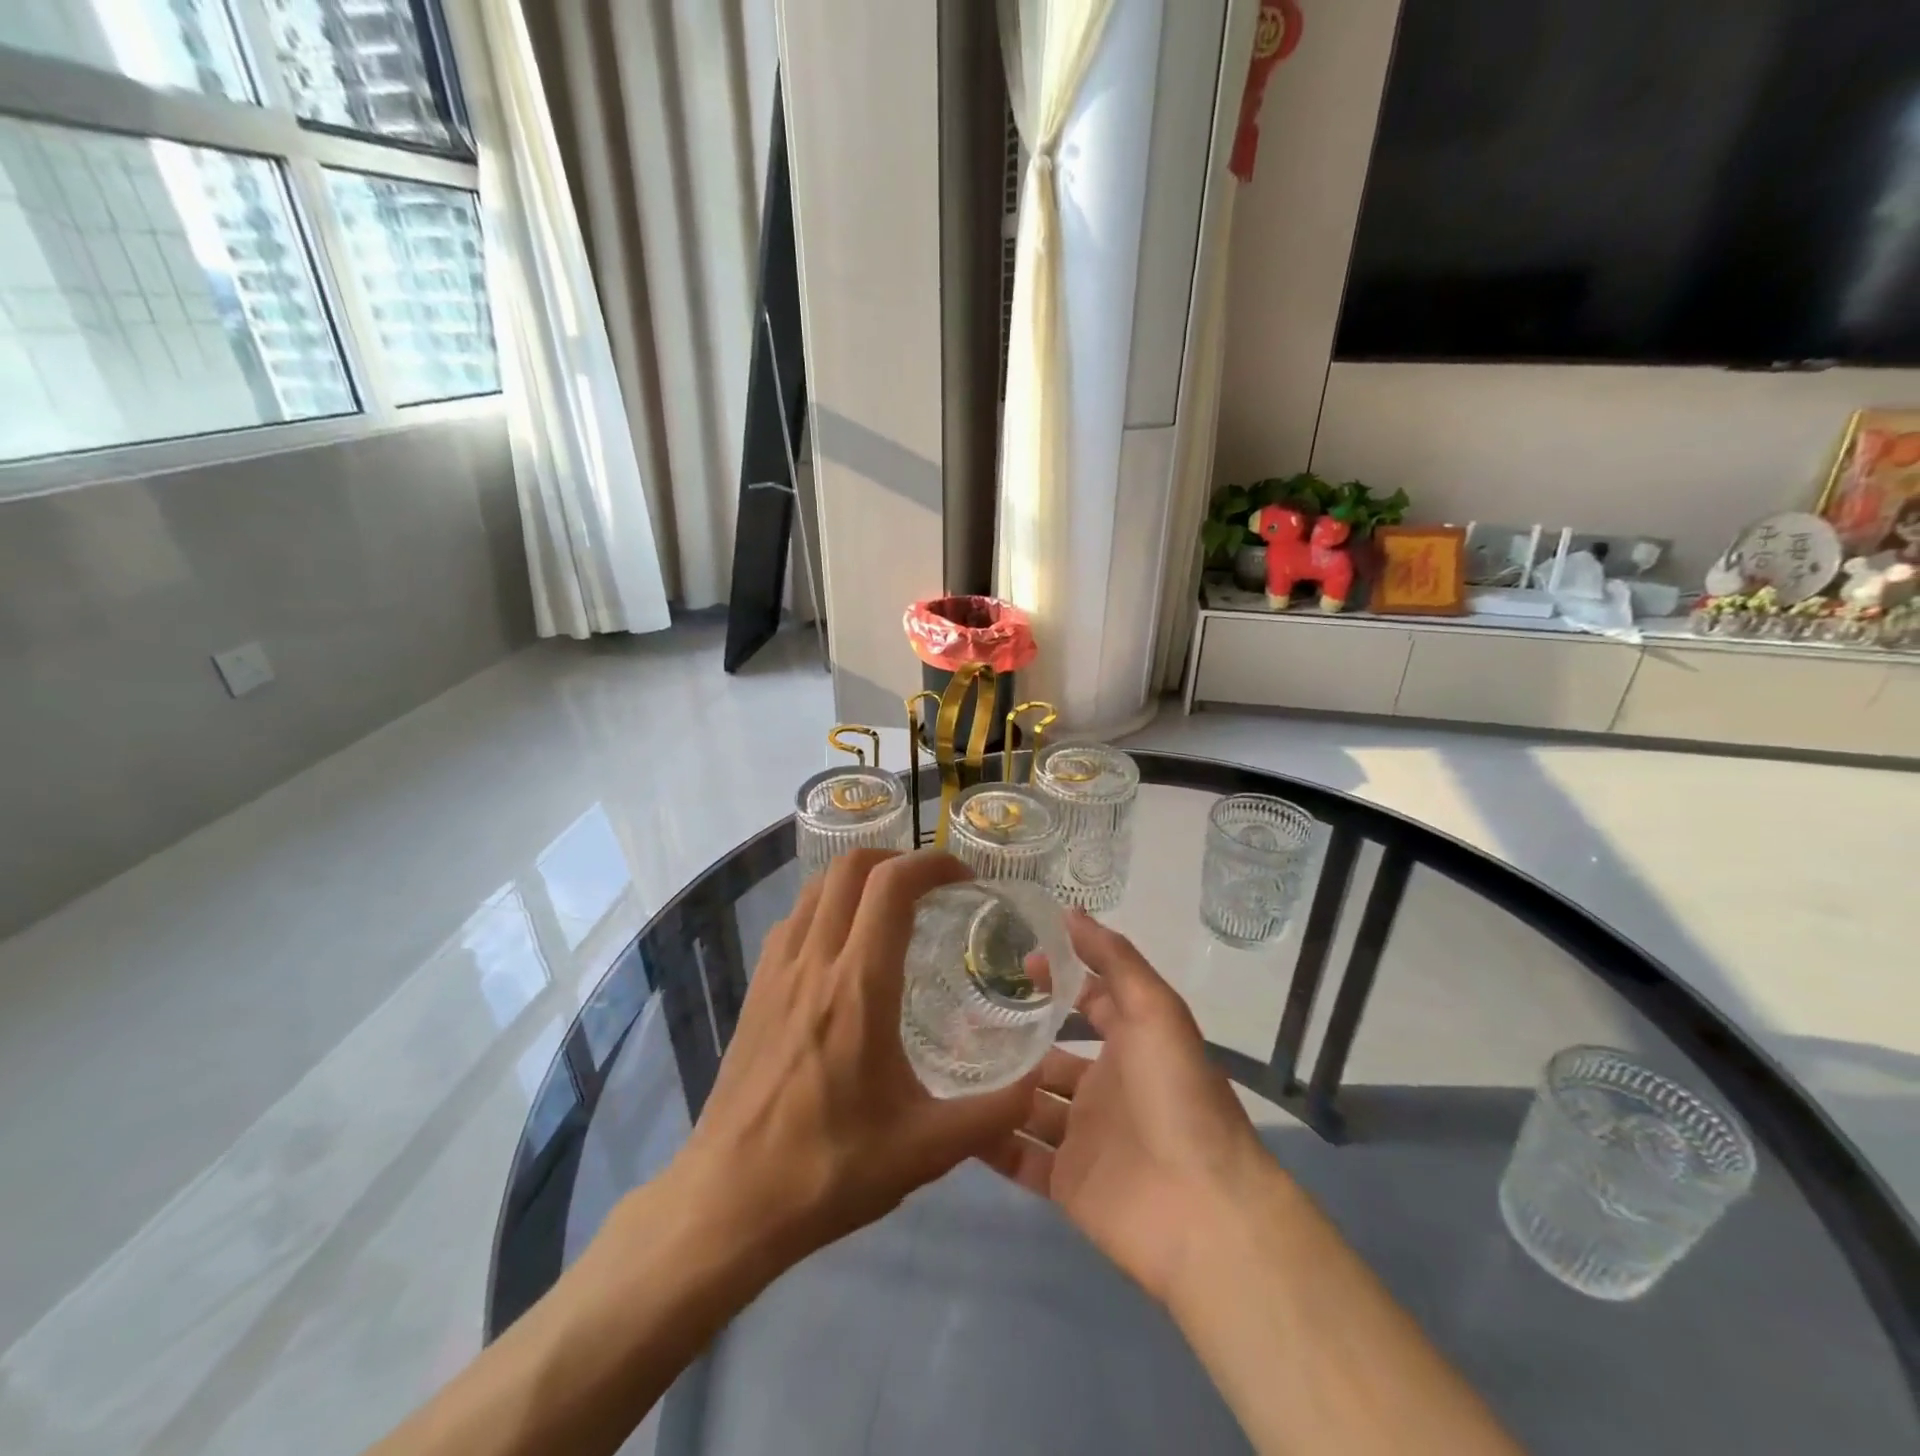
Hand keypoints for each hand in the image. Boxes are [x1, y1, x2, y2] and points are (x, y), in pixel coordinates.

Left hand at [668, 850, 1038, 1266]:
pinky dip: (825, 907)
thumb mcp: (925, 1150)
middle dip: (897, 859)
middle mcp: (814, 961)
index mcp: (859, 986)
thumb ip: (991, 1115)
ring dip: (858, 879)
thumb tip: (1038, 1084)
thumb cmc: (828, 1170)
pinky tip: (843, 948)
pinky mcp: (755, 990)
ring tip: (891, 908)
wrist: (728, 1202)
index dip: (932, 864)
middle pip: (850, 867)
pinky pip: (793, 920)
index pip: (893, 886)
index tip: (964, 879)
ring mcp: (776, 971)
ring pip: (816, 887)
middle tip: (931, 887)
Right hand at [986, 912, 1266, 1303]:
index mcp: (1130, 1045)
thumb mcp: (1154, 1009)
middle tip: (959, 1013)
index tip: (1014, 961)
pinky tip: (948, 1117)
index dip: (1057, 979)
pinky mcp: (1066, 1184)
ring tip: (943, 1059)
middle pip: (1050, 1056)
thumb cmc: (1177, 1095)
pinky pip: (1018, 1156)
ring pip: (1028, 1105)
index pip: (1090, 1001)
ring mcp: (1084, 1137)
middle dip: (1014, 1036)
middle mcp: (1105, 1088)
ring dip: (994, 1085)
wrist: (1203, 1211)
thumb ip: (1113, 959)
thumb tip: (1069, 912)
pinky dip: (988, 1141)